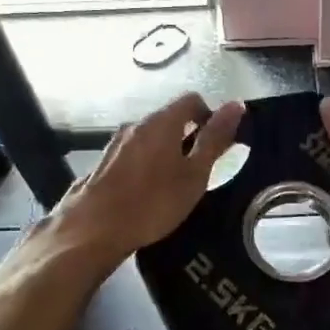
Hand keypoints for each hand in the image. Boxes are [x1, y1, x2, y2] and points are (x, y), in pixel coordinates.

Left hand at [54, 92, 244, 259]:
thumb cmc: (152, 202)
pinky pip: (134, 153)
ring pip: (151, 137)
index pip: (192, 100)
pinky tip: (148, 192)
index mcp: (161, 122)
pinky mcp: (103, 162)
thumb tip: (236, 104)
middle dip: (189, 136)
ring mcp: (116, 143)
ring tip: (175, 184)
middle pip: (170, 118)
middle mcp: (136, 124)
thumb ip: (215, 139)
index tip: (217, 145)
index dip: (210, 116)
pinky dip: (148, 163)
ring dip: (168, 151)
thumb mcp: (194, 174)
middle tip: (200, 170)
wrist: (93, 229)